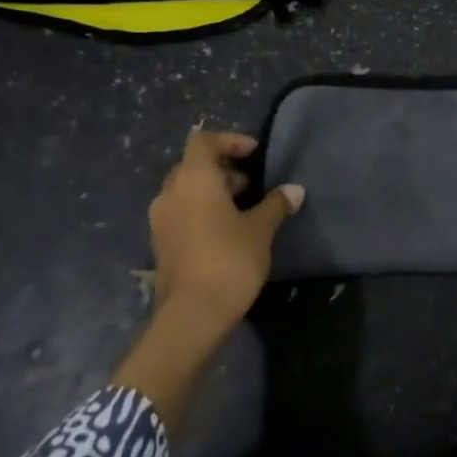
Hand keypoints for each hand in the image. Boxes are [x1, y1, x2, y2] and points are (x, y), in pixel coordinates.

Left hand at [147, 130, 303, 340]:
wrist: (192, 315)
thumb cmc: (229, 260)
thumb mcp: (260, 230)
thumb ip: (276, 204)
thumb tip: (295, 190)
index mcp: (193, 179)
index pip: (204, 141)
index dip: (230, 141)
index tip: (254, 153)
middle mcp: (170, 193)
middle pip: (193, 165)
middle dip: (222, 168)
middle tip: (252, 183)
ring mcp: (160, 219)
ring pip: (186, 190)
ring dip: (212, 191)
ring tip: (243, 207)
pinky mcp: (160, 243)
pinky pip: (181, 212)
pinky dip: (201, 210)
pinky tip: (226, 230)